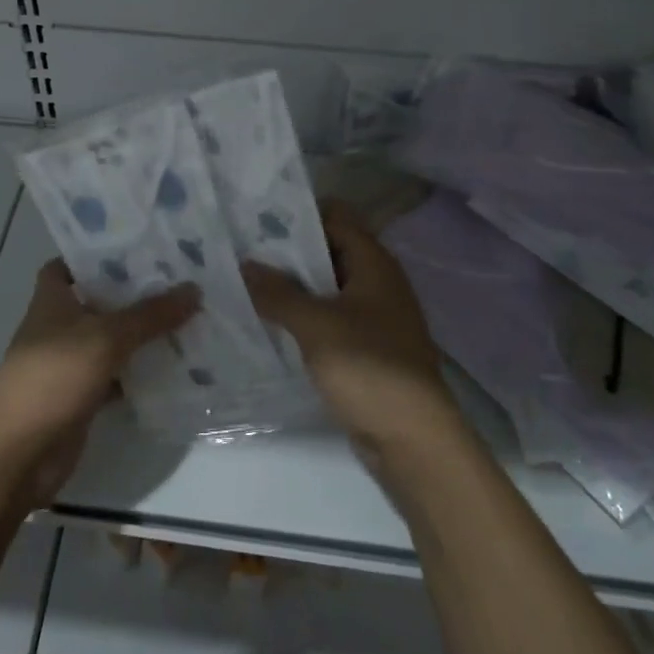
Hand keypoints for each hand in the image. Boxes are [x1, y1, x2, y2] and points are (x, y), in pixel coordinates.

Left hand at [0, 260, 197, 507]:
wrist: (20, 452)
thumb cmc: (55, 377)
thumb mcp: (106, 337)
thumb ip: (150, 314)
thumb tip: (194, 289)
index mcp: (51, 301)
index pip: (66, 266)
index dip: (93, 255)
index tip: (134, 249)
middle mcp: (58, 328)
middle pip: (96, 302)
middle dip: (132, 293)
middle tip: (177, 280)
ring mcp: (69, 364)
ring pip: (110, 341)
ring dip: (140, 334)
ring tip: (187, 317)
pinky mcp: (81, 397)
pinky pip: (115, 377)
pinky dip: (138, 374)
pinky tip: (174, 367)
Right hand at [242, 203, 454, 460]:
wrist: (412, 439)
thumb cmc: (368, 367)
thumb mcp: (316, 325)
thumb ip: (279, 292)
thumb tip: (245, 264)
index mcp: (374, 264)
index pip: (336, 217)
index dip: (299, 214)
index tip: (256, 218)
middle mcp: (377, 283)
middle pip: (330, 252)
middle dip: (288, 252)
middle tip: (241, 251)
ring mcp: (373, 318)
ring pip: (327, 289)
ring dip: (292, 287)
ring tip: (245, 283)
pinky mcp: (365, 349)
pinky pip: (328, 320)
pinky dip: (302, 318)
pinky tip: (269, 323)